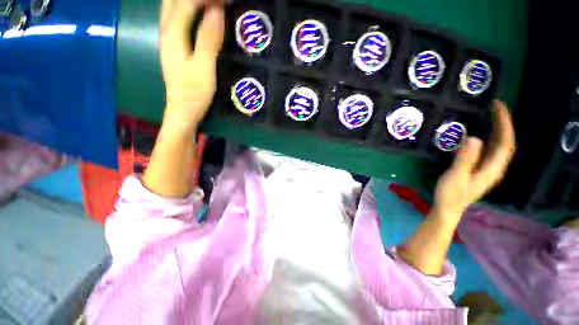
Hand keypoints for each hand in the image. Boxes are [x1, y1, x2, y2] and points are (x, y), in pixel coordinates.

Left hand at [160, 0, 224, 128]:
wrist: (182, 109)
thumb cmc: (194, 92)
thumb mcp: (204, 67)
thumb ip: (208, 39)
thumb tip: (216, 11)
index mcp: (173, 33)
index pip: (188, 1)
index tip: (225, 0)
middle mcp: (166, 29)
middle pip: (174, 0)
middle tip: (217, 3)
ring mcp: (167, 36)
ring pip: (172, 5)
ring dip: (189, 1)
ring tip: (210, 5)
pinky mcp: (172, 43)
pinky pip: (175, 15)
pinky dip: (186, 8)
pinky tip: (196, 10)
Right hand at [432, 100, 515, 220]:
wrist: (448, 208)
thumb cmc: (451, 194)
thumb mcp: (456, 176)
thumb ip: (465, 159)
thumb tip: (475, 138)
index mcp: (492, 169)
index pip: (505, 143)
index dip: (505, 125)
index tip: (498, 108)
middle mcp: (495, 167)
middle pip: (505, 143)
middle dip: (503, 124)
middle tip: (493, 108)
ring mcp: (488, 168)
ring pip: (499, 146)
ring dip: (498, 130)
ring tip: (490, 116)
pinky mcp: (480, 169)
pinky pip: (490, 150)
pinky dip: (490, 139)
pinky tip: (482, 134)